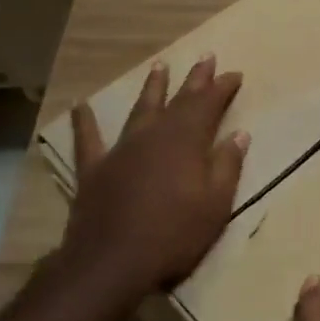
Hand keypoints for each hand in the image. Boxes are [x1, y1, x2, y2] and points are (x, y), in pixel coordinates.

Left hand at [52, 55, 247, 307]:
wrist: (111, 263)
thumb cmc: (174, 236)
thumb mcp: (216, 205)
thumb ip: (227, 166)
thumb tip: (239, 134)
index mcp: (186, 142)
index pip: (209, 105)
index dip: (222, 88)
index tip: (234, 73)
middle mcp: (154, 136)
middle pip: (178, 100)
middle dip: (194, 79)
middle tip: (206, 57)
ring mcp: (121, 150)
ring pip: (140, 110)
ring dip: (151, 88)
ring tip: (159, 66)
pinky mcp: (94, 169)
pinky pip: (88, 139)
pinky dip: (84, 121)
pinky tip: (80, 104)